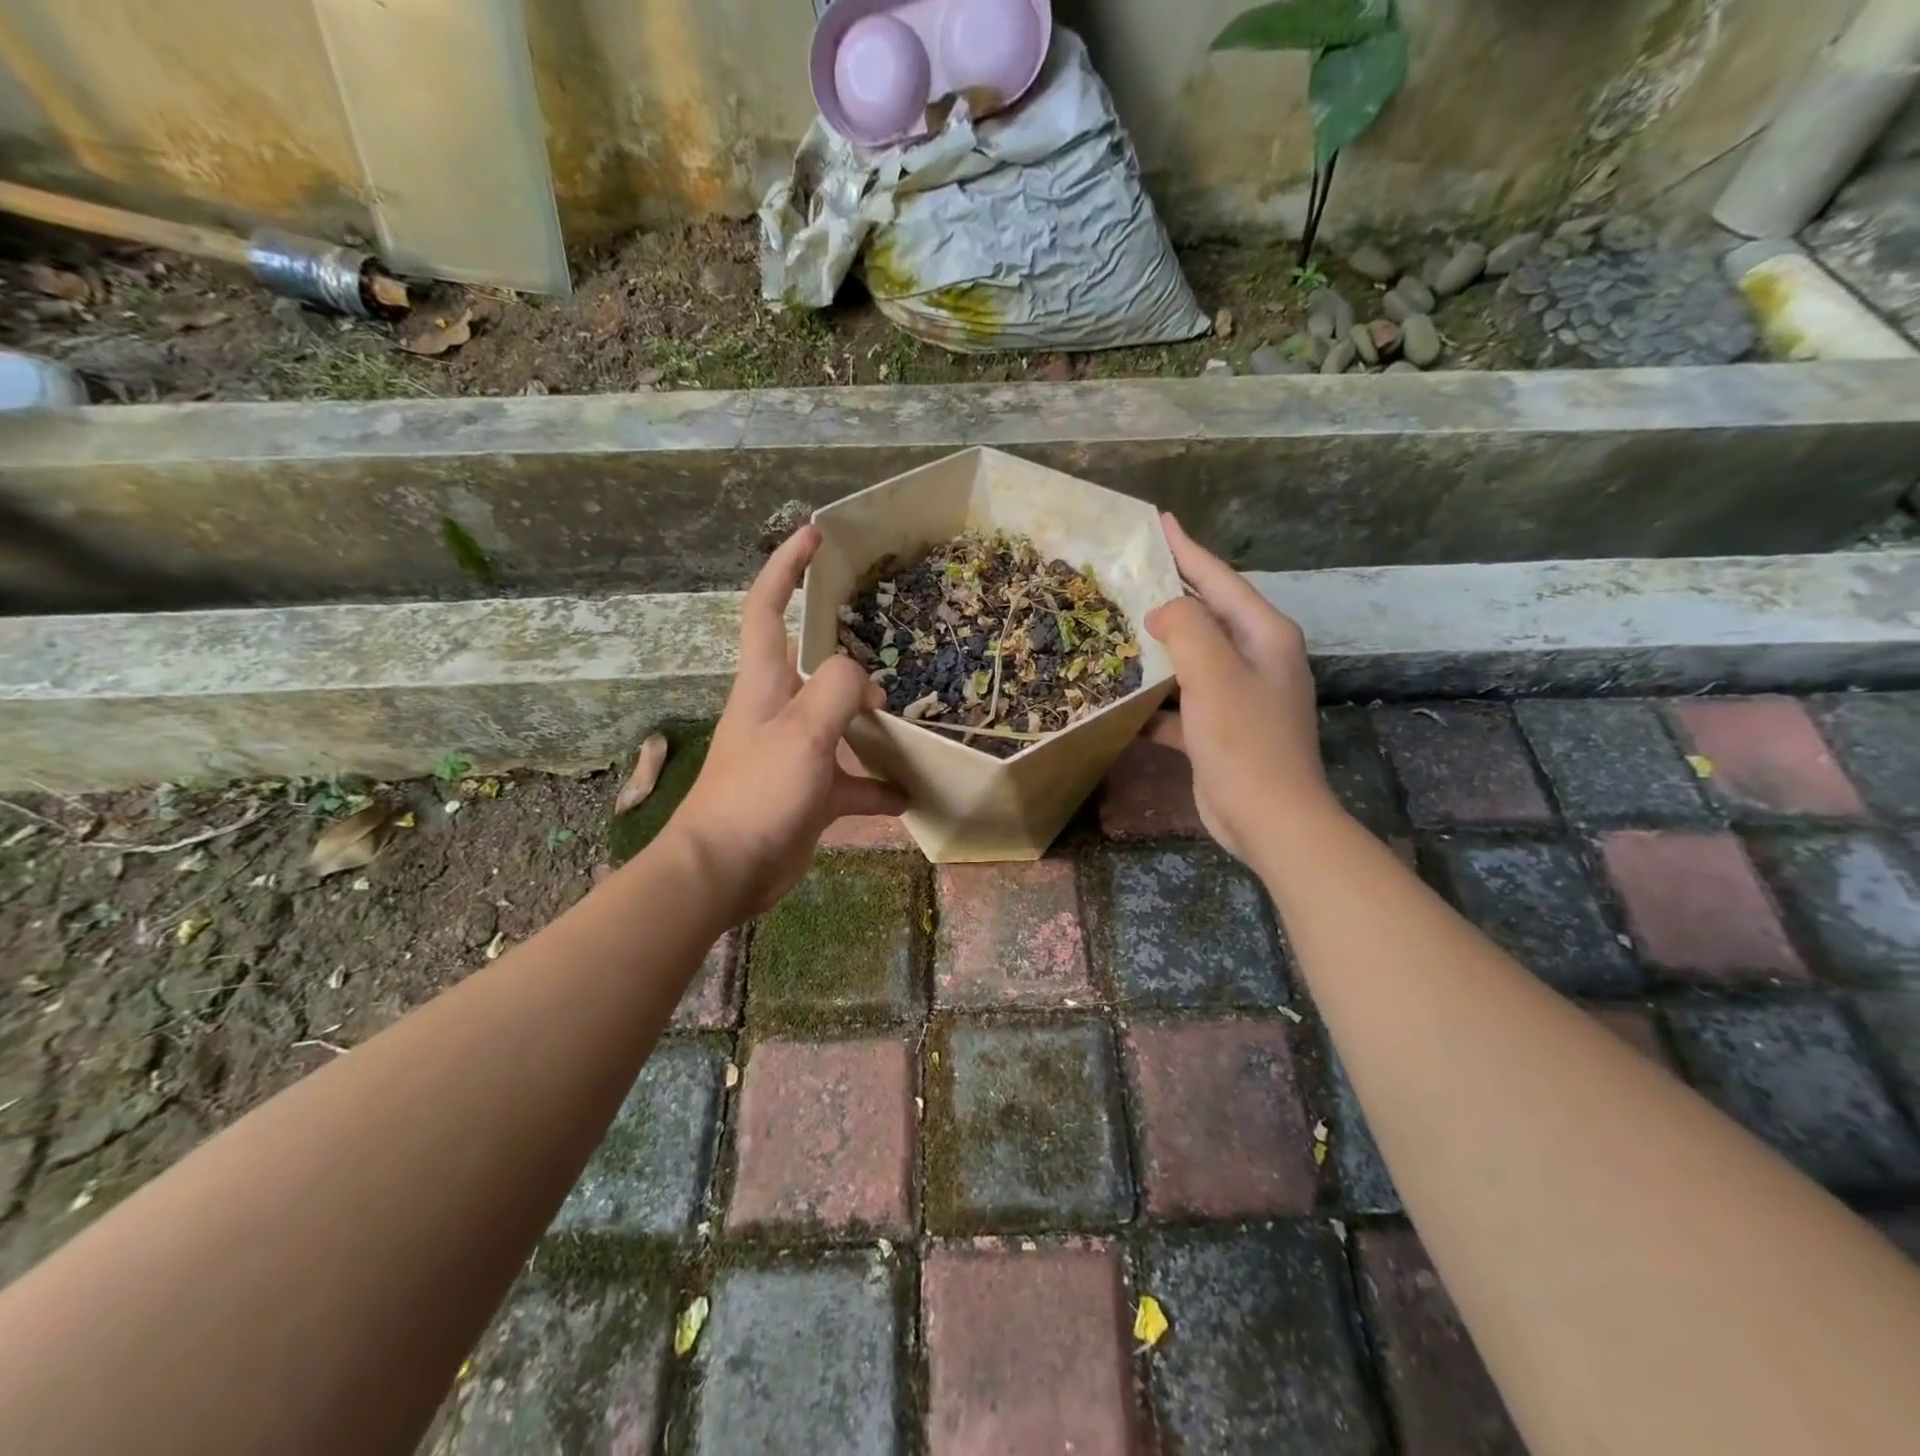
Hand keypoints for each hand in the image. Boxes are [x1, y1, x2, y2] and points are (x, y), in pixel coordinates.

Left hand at [661, 526, 906, 923]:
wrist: (724, 871)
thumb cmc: (757, 793)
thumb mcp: (803, 732)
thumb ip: (837, 690)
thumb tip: (864, 677)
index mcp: (765, 683)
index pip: (768, 609)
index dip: (786, 568)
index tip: (814, 536)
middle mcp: (778, 710)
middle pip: (813, 664)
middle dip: (846, 648)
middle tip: (890, 642)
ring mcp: (794, 753)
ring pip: (840, 724)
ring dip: (872, 722)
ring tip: (910, 718)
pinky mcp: (807, 793)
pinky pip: (851, 781)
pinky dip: (878, 786)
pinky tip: (909, 794)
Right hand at [1143, 513, 1331, 863]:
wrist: (1269, 818)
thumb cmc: (1244, 740)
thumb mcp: (1214, 673)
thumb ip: (1186, 628)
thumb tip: (1162, 612)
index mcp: (1264, 636)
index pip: (1220, 580)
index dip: (1188, 549)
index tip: (1160, 522)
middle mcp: (1257, 659)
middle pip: (1206, 617)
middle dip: (1169, 597)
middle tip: (1128, 577)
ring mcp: (1241, 697)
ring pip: (1192, 661)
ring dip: (1157, 651)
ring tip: (1116, 633)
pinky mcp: (1220, 730)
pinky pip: (1182, 704)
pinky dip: (1155, 703)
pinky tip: (1120, 704)